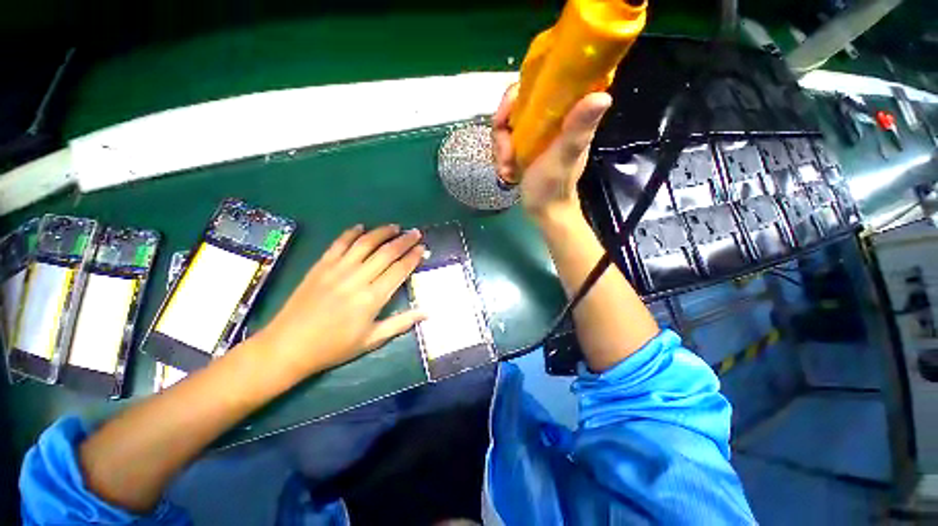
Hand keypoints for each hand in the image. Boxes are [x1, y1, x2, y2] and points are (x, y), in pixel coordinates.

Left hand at [253, 224, 425, 379]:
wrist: (288, 346)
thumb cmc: (334, 347)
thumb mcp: (372, 340)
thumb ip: (401, 323)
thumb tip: (427, 312)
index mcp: (372, 298)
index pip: (399, 269)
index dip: (413, 257)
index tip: (423, 248)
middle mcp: (358, 278)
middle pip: (387, 252)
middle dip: (404, 240)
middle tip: (416, 232)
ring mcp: (338, 269)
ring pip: (365, 243)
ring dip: (382, 232)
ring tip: (395, 227)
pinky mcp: (321, 265)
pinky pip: (339, 243)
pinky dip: (352, 232)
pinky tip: (361, 227)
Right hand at [492, 84, 611, 220]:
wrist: (543, 210)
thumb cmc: (554, 186)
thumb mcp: (564, 157)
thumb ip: (577, 129)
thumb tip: (603, 95)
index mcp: (565, 113)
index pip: (540, 82)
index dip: (518, 93)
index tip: (506, 114)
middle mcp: (548, 117)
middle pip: (515, 105)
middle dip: (503, 130)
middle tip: (505, 153)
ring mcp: (534, 132)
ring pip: (506, 125)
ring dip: (500, 149)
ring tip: (507, 169)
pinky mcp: (523, 146)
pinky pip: (503, 141)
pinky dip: (501, 158)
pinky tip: (507, 173)